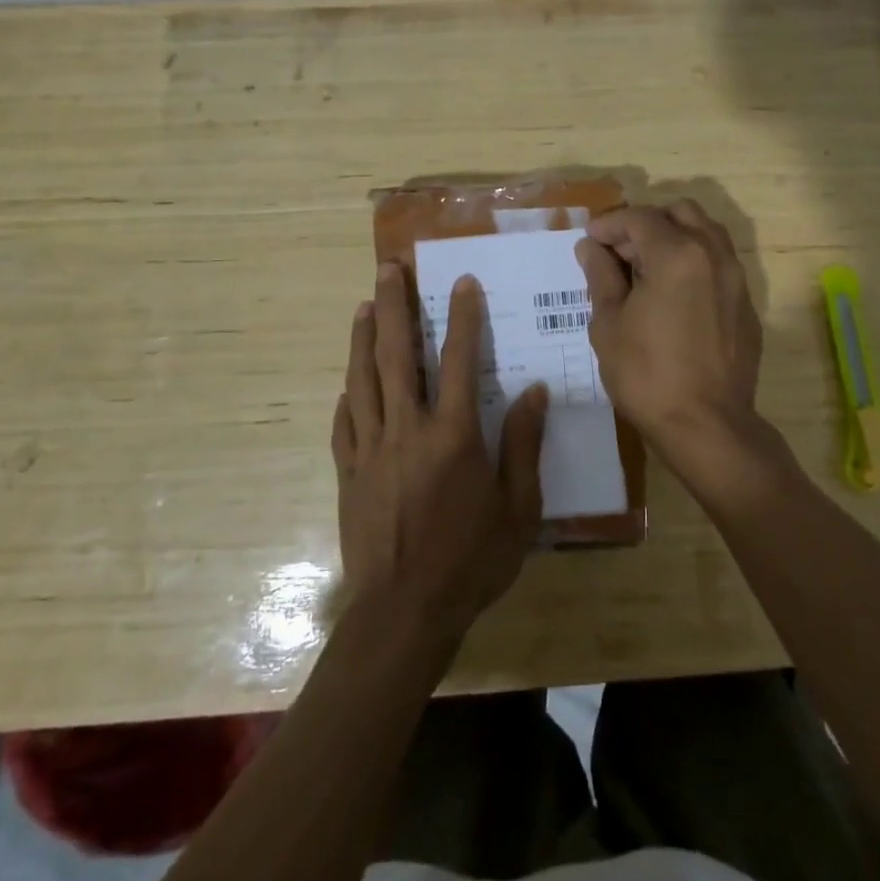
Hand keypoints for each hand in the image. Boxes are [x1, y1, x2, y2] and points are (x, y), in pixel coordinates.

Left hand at [332, 263, 546, 640]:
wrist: (405, 611)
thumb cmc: (471, 560)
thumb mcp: (518, 507)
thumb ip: (523, 444)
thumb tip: (535, 391)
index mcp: (453, 435)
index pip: (458, 360)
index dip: (462, 317)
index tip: (462, 282)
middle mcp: (407, 429)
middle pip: (397, 355)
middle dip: (394, 307)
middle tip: (388, 269)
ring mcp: (371, 449)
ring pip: (362, 380)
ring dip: (362, 339)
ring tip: (363, 306)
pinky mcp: (348, 473)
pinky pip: (344, 425)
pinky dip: (347, 397)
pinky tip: (347, 385)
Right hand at [576, 200, 763, 457]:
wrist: (707, 425)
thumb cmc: (647, 375)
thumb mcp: (609, 324)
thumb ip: (601, 276)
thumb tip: (591, 247)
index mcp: (677, 254)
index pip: (639, 218)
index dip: (609, 224)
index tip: (590, 241)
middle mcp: (713, 254)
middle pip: (680, 212)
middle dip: (645, 223)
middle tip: (619, 252)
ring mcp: (736, 279)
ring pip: (706, 233)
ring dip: (673, 237)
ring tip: (645, 269)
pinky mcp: (746, 305)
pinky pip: (719, 264)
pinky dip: (693, 262)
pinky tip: (673, 296)